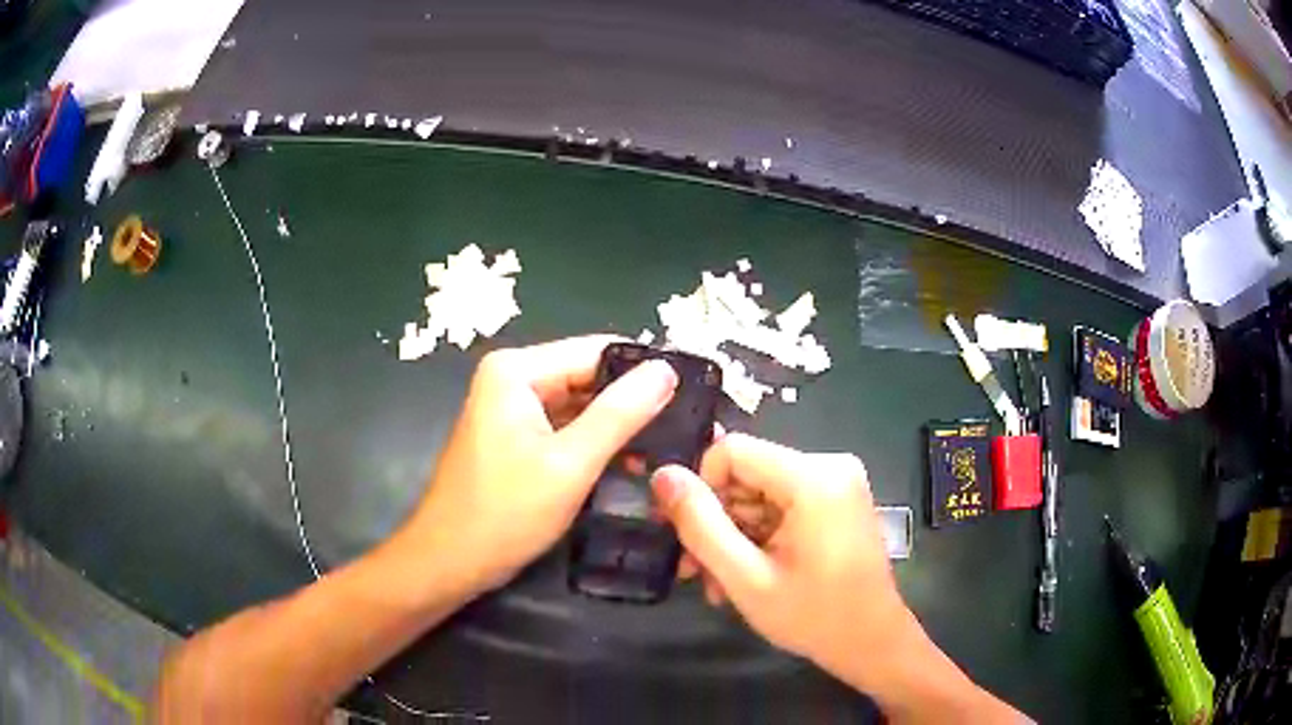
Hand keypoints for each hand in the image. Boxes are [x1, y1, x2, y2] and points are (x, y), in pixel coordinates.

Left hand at [404, 336, 677, 593]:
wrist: (450, 562)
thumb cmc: (505, 513)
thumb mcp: (570, 463)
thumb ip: (620, 414)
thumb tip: (666, 370)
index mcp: (517, 371)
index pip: (597, 351)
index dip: (645, 371)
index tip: (694, 392)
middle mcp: (512, 379)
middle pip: (588, 376)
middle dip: (633, 401)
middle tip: (688, 424)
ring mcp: (512, 409)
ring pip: (580, 405)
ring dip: (618, 426)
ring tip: (672, 443)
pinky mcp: (516, 438)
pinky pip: (565, 428)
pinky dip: (595, 443)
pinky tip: (633, 461)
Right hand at [652, 434, 917, 686]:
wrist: (871, 641)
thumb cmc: (813, 616)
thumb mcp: (746, 578)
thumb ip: (700, 525)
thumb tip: (662, 475)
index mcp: (814, 477)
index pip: (732, 450)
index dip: (701, 488)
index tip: (689, 535)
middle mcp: (830, 464)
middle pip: (747, 474)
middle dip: (716, 522)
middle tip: (695, 571)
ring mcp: (837, 482)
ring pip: (760, 493)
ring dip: (733, 536)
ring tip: (719, 584)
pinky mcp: (838, 499)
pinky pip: (782, 504)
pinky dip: (759, 536)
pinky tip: (746, 575)